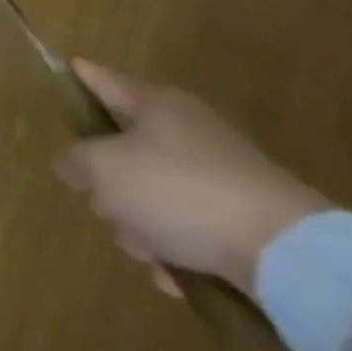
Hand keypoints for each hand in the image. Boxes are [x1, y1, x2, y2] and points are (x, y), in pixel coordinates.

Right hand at [55, 61, 330, 297]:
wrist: (288, 254)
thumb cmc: (180, 191)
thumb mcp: (103, 170)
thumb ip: (75, 162)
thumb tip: (74, 166)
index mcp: (153, 104)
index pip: (100, 79)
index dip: (77, 77)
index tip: (63, 73)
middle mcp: (185, 130)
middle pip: (121, 150)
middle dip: (107, 187)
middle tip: (107, 206)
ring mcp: (217, 176)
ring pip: (150, 196)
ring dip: (139, 228)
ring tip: (151, 253)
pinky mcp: (241, 220)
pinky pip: (187, 230)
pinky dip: (176, 253)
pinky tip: (177, 277)